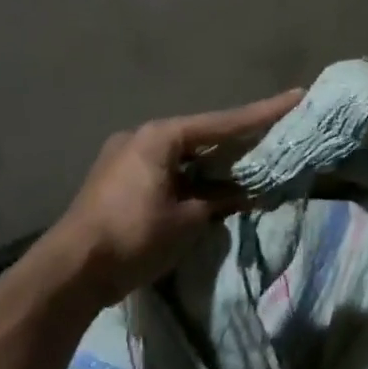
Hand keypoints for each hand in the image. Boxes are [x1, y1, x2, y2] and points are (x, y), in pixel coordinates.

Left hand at [41, 88, 301, 303]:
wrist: (71, 271)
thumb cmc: (134, 236)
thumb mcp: (189, 219)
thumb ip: (221, 199)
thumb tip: (245, 192)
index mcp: (160, 137)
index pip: (224, 123)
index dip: (264, 113)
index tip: (297, 97)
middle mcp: (142, 138)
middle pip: (203, 135)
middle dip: (239, 139)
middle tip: (276, 135)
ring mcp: (125, 159)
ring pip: (185, 155)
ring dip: (215, 163)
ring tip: (250, 164)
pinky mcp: (119, 182)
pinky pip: (169, 171)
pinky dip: (194, 177)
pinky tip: (214, 187)